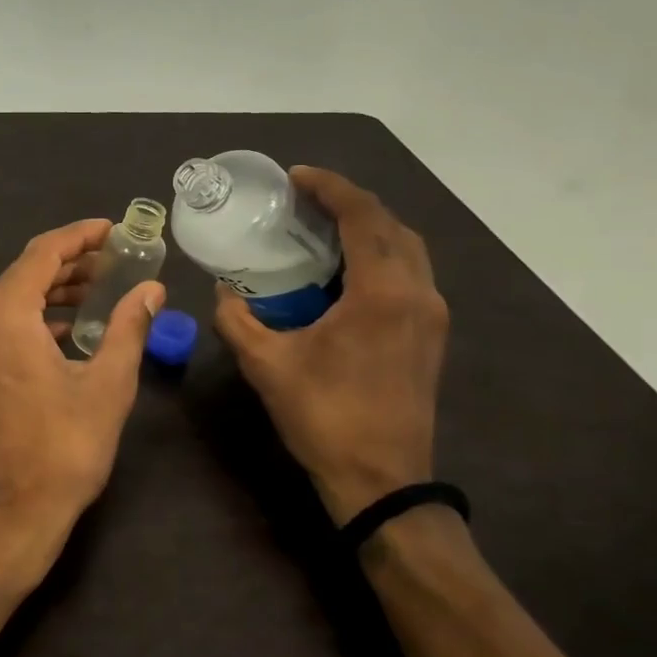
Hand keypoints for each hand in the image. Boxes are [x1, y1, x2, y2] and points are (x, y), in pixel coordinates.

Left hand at [0, 220, 165, 590]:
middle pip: (23, 272)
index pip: (42, 252)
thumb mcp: (107, 385)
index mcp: (5, 314)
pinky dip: (32, 316)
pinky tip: (65, 329)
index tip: (112, 229)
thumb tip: (152, 290)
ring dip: (51, 290)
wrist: (8, 514)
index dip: (79, 236)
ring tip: (97, 292)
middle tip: (113, 262)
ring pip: (9, 299)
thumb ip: (129, 328)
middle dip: (69, 263)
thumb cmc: (63, 449)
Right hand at [214, 167, 448, 525]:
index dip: (330, 188)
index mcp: (382, 293)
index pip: (363, 217)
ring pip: (408, 249)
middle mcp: (417, 294)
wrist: (382, 480)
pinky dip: (380, 256)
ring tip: (324, 228)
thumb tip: (224, 292)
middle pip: (392, 225)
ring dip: (369, 228)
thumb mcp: (266, 365)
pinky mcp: (431, 336)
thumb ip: (237, 320)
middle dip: (350, 202)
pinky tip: (344, 271)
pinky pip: (410, 274)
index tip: (296, 176)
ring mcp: (431, 316)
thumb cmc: (324, 416)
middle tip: (306, 199)